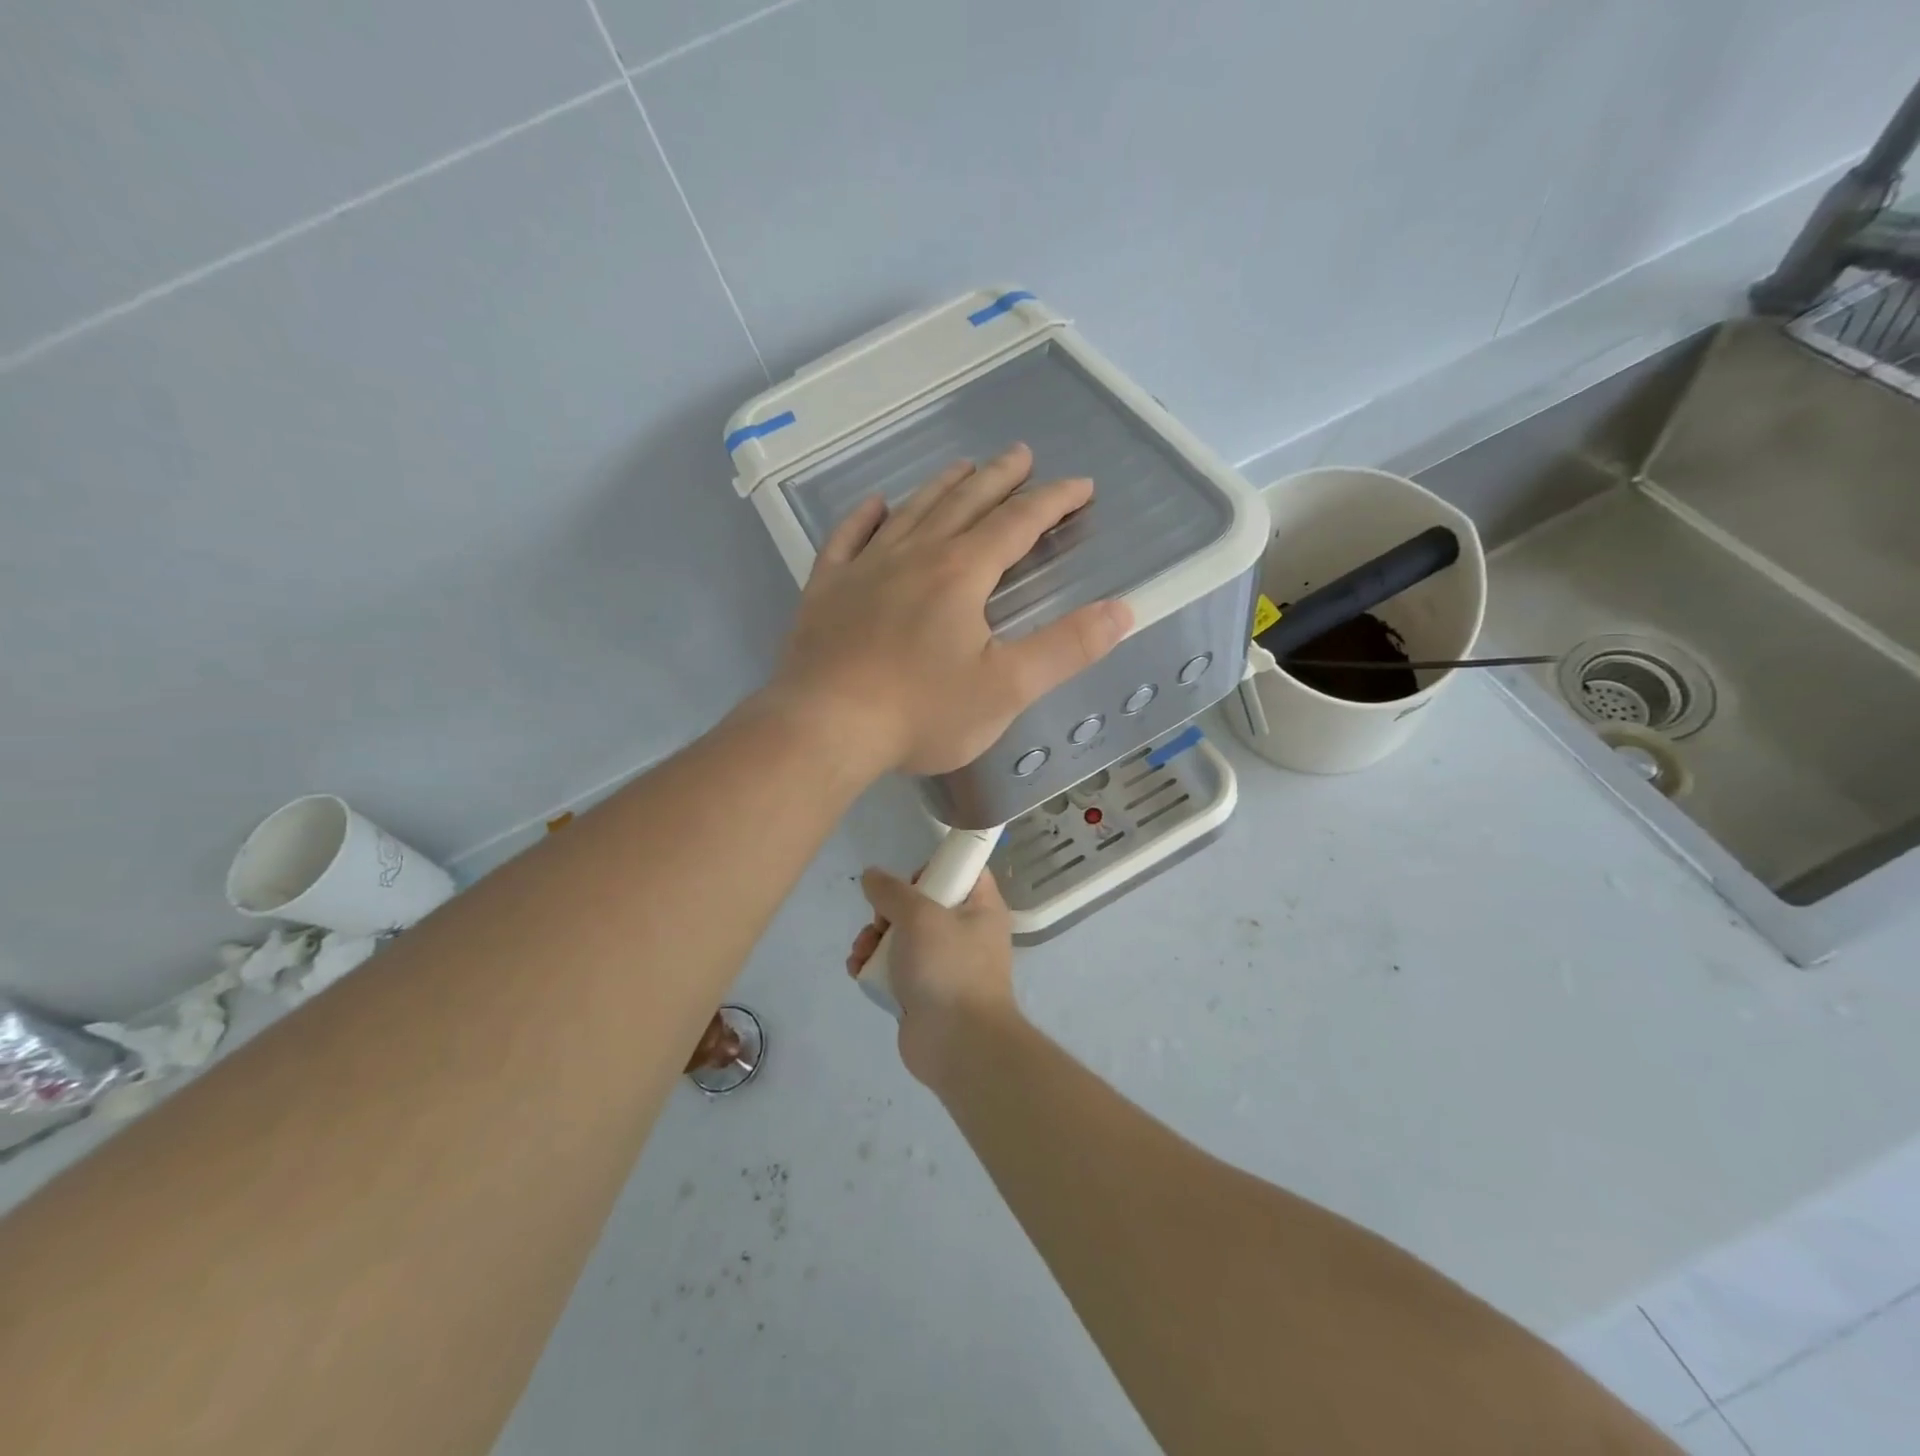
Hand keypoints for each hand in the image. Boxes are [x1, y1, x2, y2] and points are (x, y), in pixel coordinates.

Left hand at [769, 444, 1131, 775]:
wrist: (824, 728)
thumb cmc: (921, 712)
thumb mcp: (1006, 688)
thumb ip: (1066, 648)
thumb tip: (1122, 610)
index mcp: (961, 574)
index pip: (1017, 524)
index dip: (1053, 501)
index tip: (1081, 486)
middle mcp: (914, 556)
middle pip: (964, 503)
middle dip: (999, 478)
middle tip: (1021, 454)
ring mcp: (864, 569)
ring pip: (910, 513)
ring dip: (941, 487)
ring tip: (962, 467)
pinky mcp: (825, 590)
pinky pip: (846, 539)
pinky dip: (864, 517)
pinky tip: (875, 504)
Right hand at [847, 866, 1019, 1086]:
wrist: (958, 1044)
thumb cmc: (948, 968)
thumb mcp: (919, 916)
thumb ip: (892, 891)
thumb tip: (872, 875)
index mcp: (981, 908)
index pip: (963, 871)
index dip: (934, 868)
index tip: (909, 880)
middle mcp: (967, 932)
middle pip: (923, 903)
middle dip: (889, 911)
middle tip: (881, 922)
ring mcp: (945, 964)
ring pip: (903, 936)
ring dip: (874, 940)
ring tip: (862, 952)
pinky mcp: (924, 991)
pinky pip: (895, 967)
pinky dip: (875, 966)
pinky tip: (858, 970)